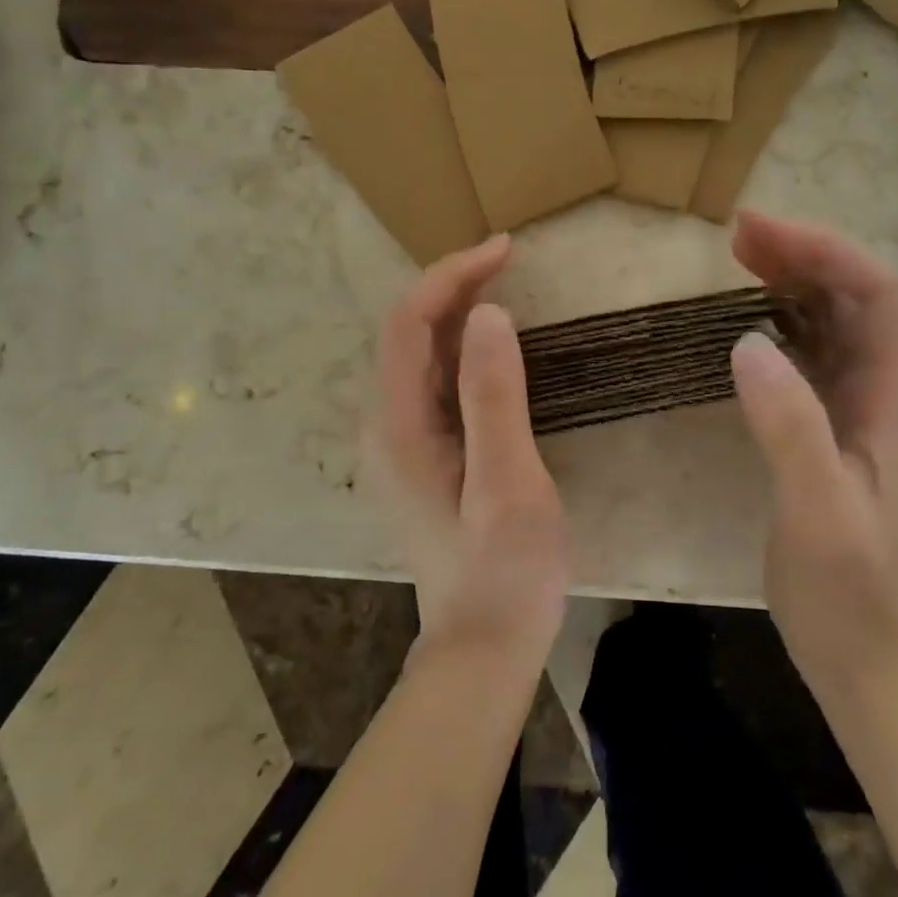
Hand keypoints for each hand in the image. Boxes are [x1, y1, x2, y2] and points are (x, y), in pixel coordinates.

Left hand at [367, 237, 567, 677]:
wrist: (481, 648)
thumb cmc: (504, 572)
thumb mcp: (508, 484)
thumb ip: (494, 397)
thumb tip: (488, 314)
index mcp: (401, 425)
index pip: (409, 322)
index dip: (450, 275)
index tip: (505, 249)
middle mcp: (388, 424)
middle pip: (407, 331)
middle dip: (452, 283)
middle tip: (509, 259)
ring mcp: (402, 441)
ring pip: (418, 353)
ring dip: (454, 309)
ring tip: (503, 282)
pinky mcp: (423, 454)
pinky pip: (433, 379)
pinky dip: (460, 344)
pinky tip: (492, 343)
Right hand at [729, 210, 897, 698]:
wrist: (870, 663)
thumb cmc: (850, 594)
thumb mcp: (818, 513)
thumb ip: (789, 427)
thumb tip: (747, 341)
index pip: (877, 294)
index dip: (823, 251)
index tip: (758, 230)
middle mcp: (891, 393)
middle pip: (857, 297)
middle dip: (804, 255)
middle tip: (738, 235)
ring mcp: (866, 412)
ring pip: (836, 322)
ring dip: (794, 283)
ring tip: (740, 258)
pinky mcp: (839, 431)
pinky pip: (816, 356)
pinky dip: (783, 324)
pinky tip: (750, 321)